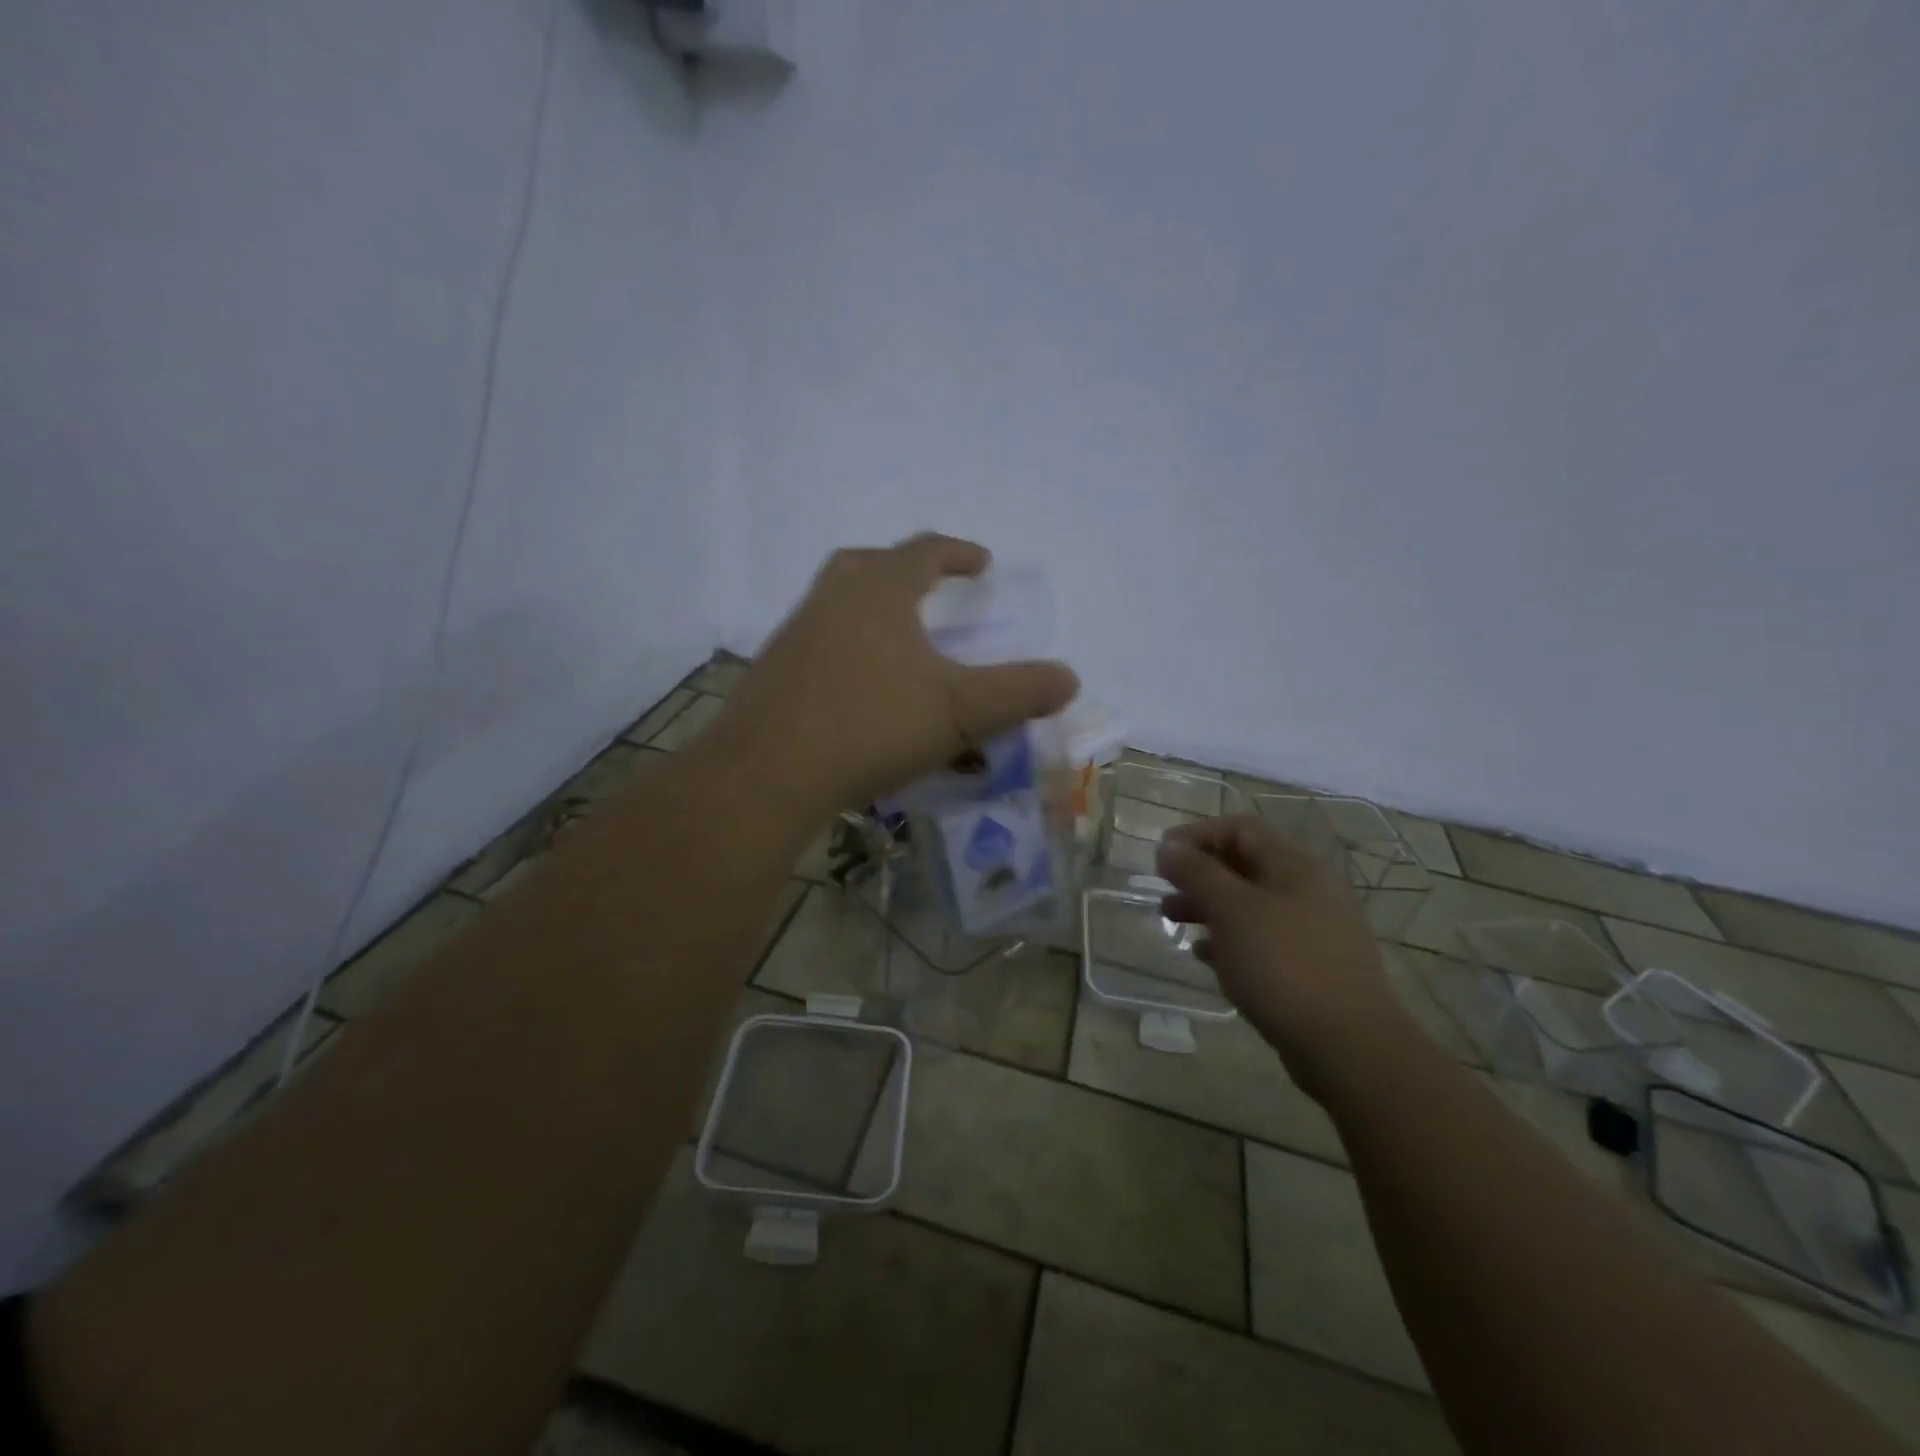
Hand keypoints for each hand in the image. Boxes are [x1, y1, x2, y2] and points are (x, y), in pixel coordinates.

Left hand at [712, 534, 1079, 814]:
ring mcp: (793, 637)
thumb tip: (1069, 678)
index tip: (982, 563)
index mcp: (878, 594)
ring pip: (835, 603)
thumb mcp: (959, 712)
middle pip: (867, 564)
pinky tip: (858, 690)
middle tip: (928, 590)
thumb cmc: (871, 727)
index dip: (957, 552)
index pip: (922, 552)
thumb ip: (1017, 692)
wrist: (768, 775)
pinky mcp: (771, 675)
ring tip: (897, 644)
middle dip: (903, 569)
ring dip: (868, 610)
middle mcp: (830, 602)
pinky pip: (815, 645)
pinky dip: (843, 651)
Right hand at [1157, 816, 1411, 1095]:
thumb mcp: (1232, 911)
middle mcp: (1307, 890)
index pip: (1240, 829)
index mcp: (1294, 867)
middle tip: (1164, 889)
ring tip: (1173, 921)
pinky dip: (1229, 940)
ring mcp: (1312, 931)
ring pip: (1250, 905)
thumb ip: (1197, 873)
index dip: (1197, 834)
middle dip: (1199, 873)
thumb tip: (1168, 845)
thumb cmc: (1284, 965)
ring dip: (1208, 907)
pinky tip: (1205, 956)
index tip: (1161, 854)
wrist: (1350, 1046)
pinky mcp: (1310, 968)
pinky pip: (1262, 940)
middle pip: (1245, 865)